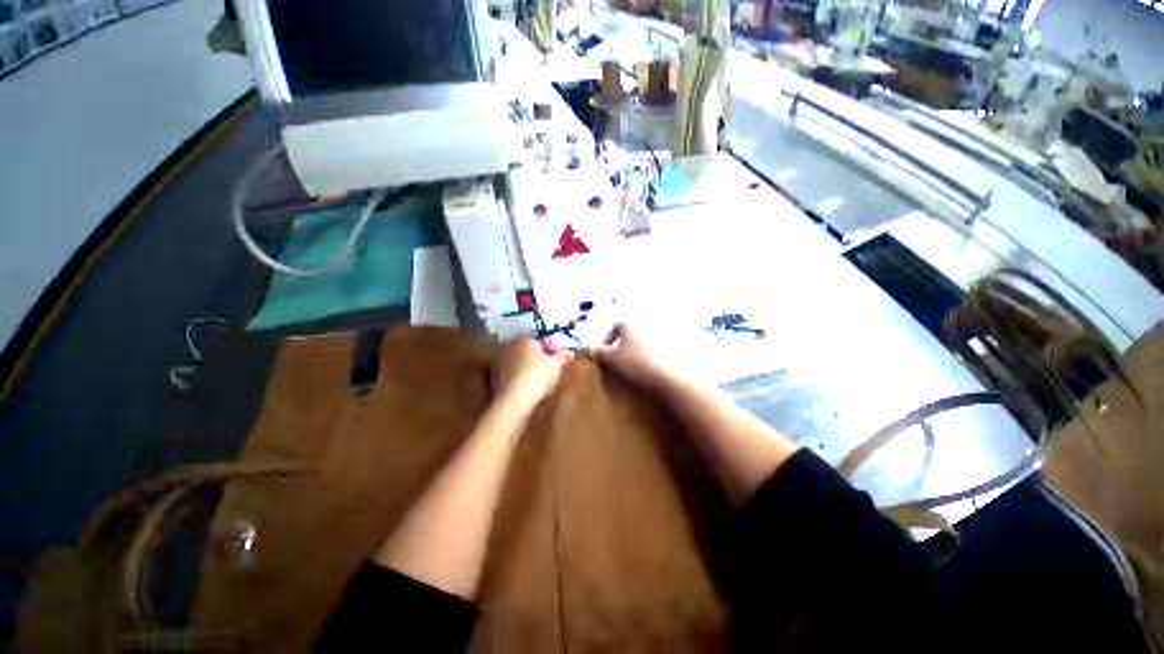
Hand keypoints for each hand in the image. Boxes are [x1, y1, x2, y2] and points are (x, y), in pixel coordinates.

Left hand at [493, 338, 572, 404]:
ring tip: (538, 382)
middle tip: (548, 372)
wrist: (514, 399)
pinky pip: (510, 376)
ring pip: (517, 364)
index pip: (539, 343)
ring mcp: (498, 363)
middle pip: (526, 352)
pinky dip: (517, 380)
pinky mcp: (492, 379)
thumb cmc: (538, 376)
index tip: (557, 363)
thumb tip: (570, 352)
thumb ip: (563, 357)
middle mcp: (508, 347)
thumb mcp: (556, 365)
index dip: (549, 352)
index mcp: (524, 339)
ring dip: (525, 370)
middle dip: (535, 360)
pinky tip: (526, 389)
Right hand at [592, 323, 675, 389]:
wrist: (670, 373)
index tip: (606, 351)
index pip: (615, 325)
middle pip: (631, 330)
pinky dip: (652, 351)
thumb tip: (585, 348)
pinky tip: (651, 364)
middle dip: (624, 342)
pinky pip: (659, 344)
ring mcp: (661, 330)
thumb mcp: (613, 359)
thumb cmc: (636, 362)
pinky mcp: (673, 341)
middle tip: (620, 357)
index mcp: (629, 321)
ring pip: (644, 337)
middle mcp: (645, 321)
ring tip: (635, 362)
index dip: (608, 338)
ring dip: (638, 346)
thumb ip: (599, 352)